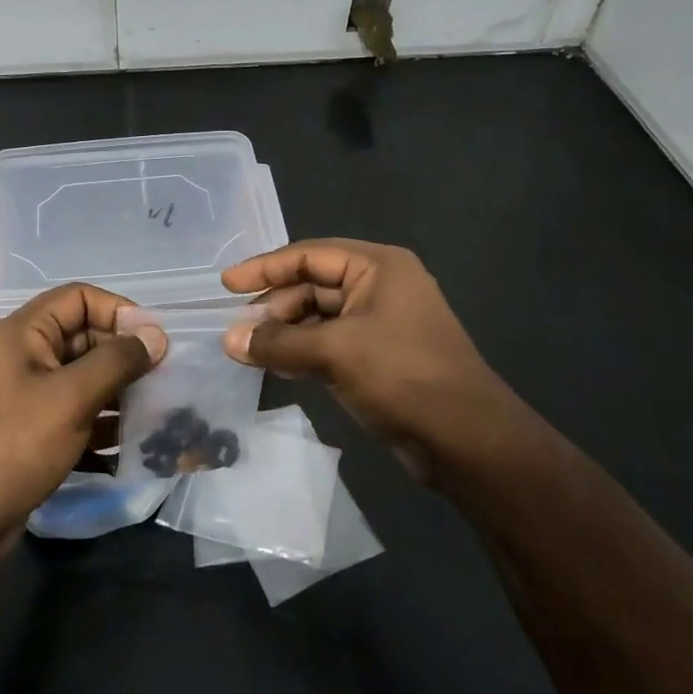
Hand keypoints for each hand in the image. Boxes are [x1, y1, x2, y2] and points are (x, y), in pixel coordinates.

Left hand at [0, 283, 165, 543]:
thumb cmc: (16, 445)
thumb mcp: (72, 396)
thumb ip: (117, 361)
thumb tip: (156, 336)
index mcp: (25, 333)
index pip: (79, 297)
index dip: (118, 310)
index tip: (153, 339)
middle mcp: (25, 356)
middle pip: (85, 338)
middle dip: (125, 356)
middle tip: (164, 378)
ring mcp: (28, 396)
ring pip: (85, 379)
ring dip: (120, 392)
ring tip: (158, 411)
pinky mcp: (33, 432)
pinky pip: (77, 414)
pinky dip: (103, 425)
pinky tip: (133, 446)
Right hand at [220, 239, 521, 481]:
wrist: (466, 438)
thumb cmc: (402, 376)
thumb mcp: (335, 352)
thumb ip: (278, 343)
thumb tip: (229, 340)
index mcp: (378, 266)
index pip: (309, 255)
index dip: (265, 268)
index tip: (226, 285)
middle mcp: (381, 286)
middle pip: (314, 285)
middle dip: (275, 306)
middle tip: (237, 329)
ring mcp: (383, 323)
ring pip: (321, 317)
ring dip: (286, 332)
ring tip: (248, 350)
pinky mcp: (381, 357)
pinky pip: (332, 343)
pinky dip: (304, 351)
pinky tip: (278, 367)